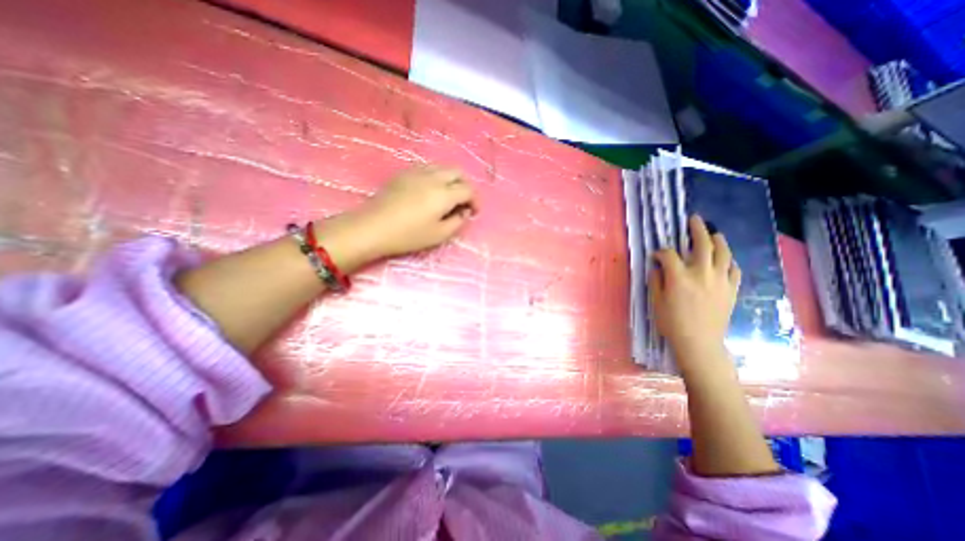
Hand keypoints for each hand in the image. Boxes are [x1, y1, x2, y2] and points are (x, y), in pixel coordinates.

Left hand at [315, 161, 475, 268]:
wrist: (373, 227)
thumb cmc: (408, 235)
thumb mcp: (439, 235)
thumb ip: (457, 222)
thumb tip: (464, 212)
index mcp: (444, 194)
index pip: (468, 189)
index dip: (475, 200)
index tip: (473, 212)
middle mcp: (433, 177)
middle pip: (458, 172)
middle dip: (466, 185)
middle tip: (463, 201)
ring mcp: (417, 171)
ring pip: (443, 167)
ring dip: (452, 179)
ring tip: (449, 195)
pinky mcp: (404, 173)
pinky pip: (428, 168)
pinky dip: (437, 176)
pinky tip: (431, 190)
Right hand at [651, 216, 740, 366]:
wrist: (699, 342)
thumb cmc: (671, 322)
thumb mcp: (656, 301)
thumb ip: (656, 280)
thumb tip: (658, 267)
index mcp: (679, 277)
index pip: (669, 254)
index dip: (660, 252)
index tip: (656, 256)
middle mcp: (701, 273)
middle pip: (702, 244)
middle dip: (697, 229)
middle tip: (694, 220)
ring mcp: (720, 280)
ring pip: (723, 253)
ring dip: (718, 240)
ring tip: (714, 233)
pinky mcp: (731, 289)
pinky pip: (734, 269)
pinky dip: (729, 261)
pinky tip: (725, 259)